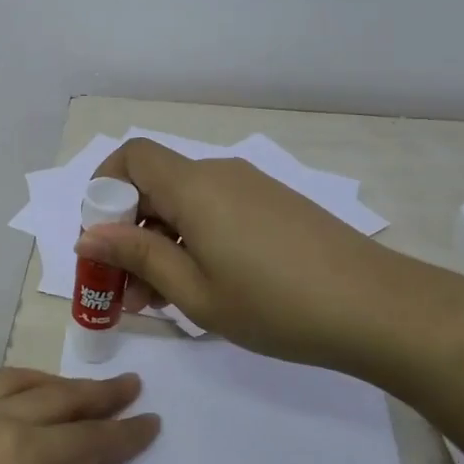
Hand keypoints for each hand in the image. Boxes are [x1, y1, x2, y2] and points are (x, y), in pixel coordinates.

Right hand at [74, 138, 406, 373]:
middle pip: (156, 184)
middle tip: (126, 290)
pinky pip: (217, 211)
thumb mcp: (195, 290)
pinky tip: (204, 286)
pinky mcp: (275, 205)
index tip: (100, 238)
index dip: (104, 187)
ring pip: (187, 203)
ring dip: (162, 241)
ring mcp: (252, 188)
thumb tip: (88, 234)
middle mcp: (220, 174)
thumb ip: (138, 256)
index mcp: (194, 187)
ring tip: (161, 300)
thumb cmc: (274, 304)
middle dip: (130, 229)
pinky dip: (195, 240)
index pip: (132, 156)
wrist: (375, 307)